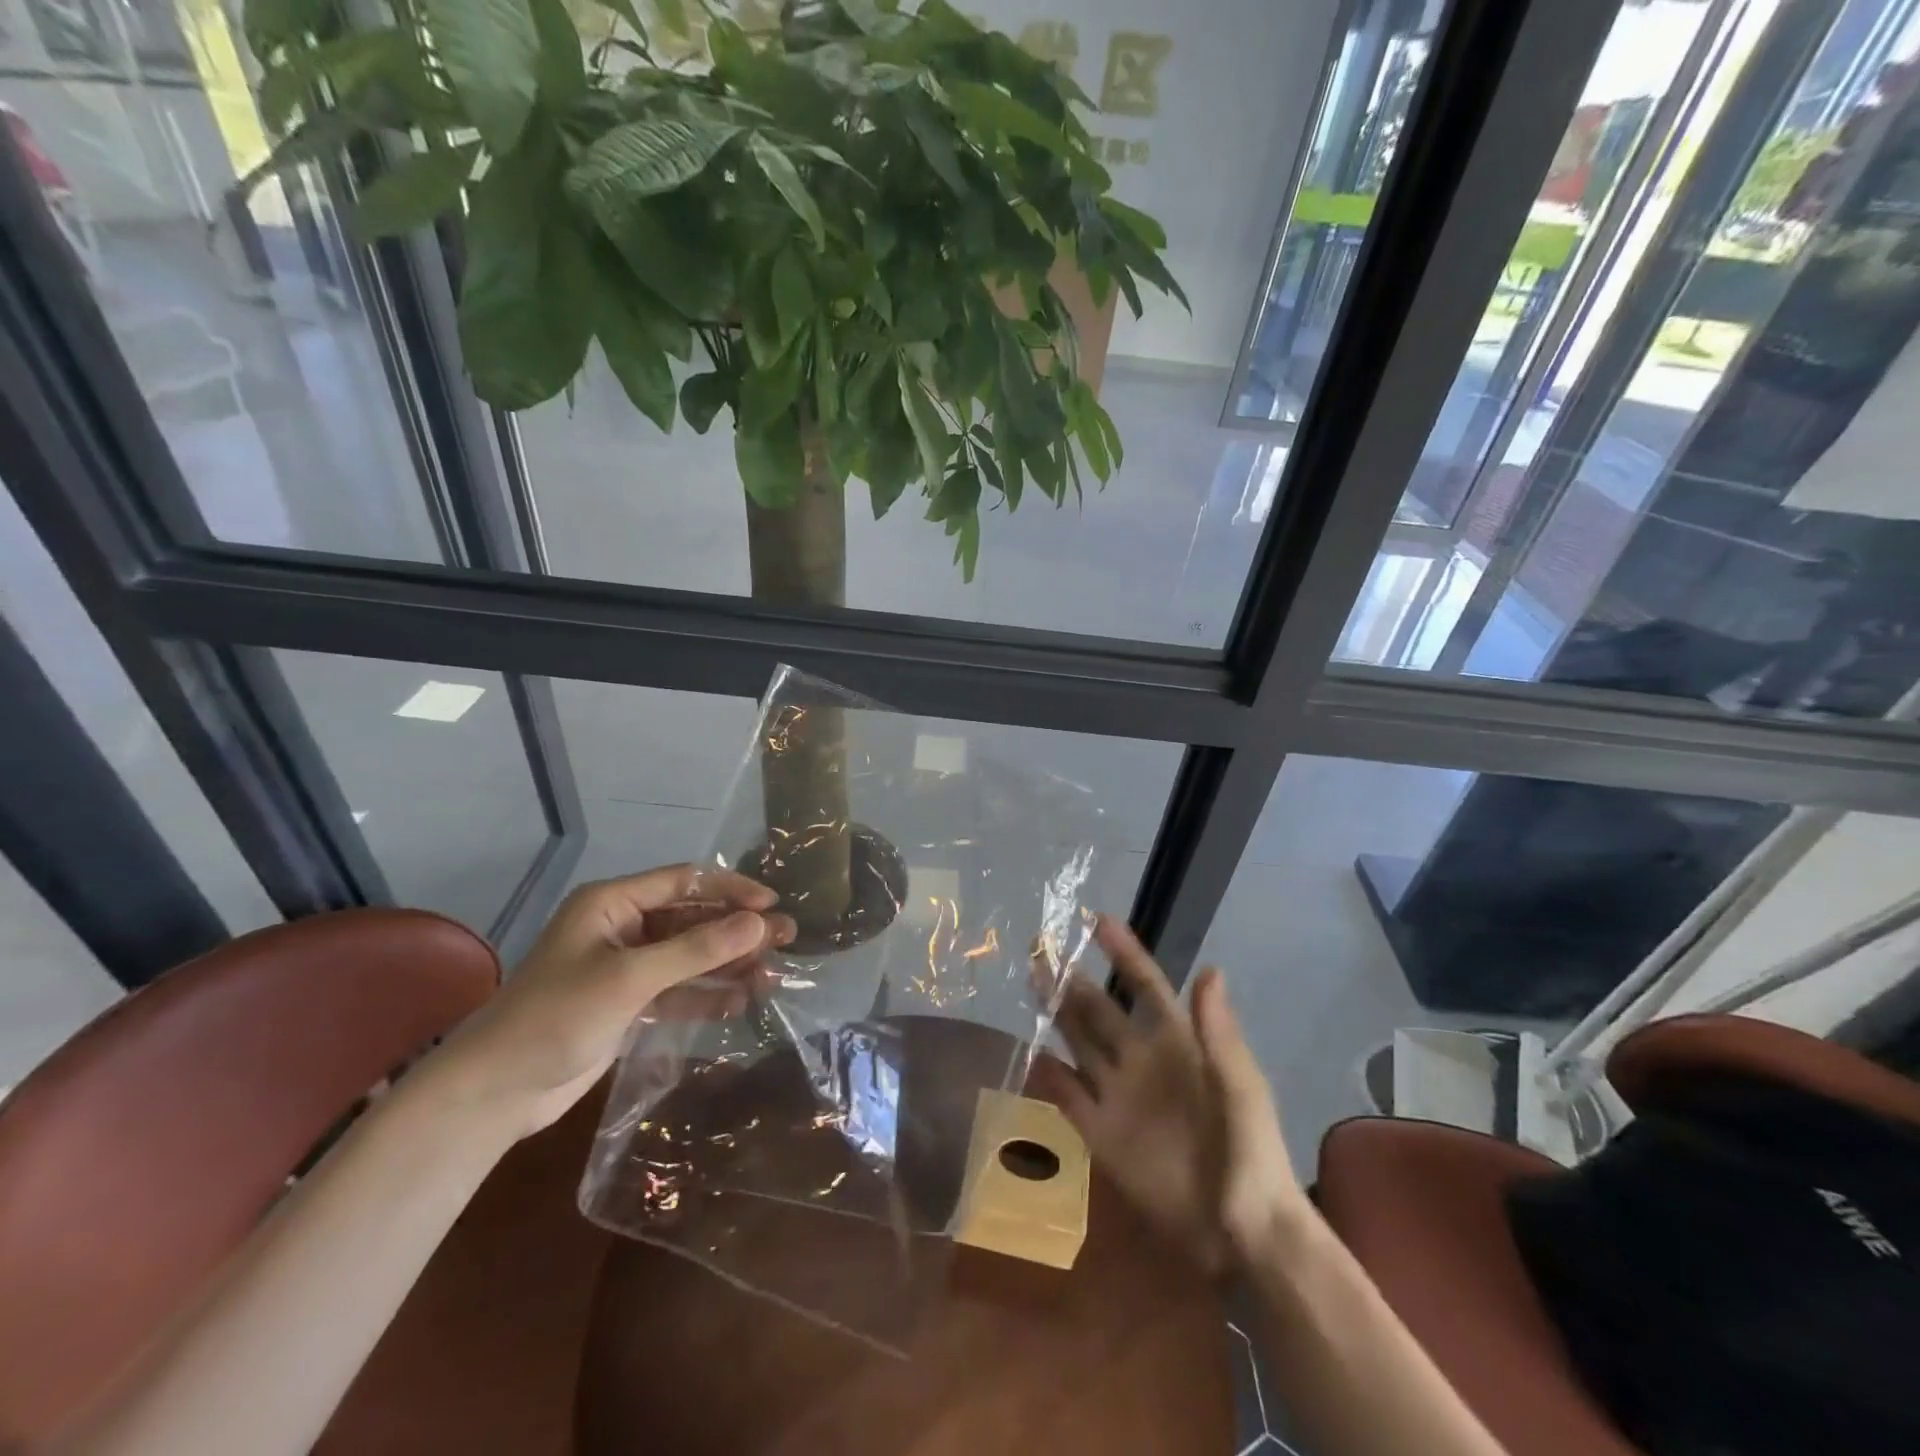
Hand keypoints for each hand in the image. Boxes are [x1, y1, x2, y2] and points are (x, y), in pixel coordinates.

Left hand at [431, 865, 795, 1138]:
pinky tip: (741, 1002)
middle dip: (737, 930)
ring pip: (689, 957)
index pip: (685, 882)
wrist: (494, 1093)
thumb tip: (760, 923)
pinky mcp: (628, 1005)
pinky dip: (707, 995)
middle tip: (786, 939)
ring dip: (728, 965)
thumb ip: (697, 950)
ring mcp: (626, 968)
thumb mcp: (630, 977)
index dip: (731, 890)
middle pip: (692, 920)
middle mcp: (622, 928)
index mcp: (612, 903)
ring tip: (773, 975)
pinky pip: (678, 991)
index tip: (773, 904)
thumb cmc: (556, 1017)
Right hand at [1029, 916, 1306, 1275]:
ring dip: (1055, 1014)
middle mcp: (1143, 1062)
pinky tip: (1027, 1054)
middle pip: (1101, 1011)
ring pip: (1079, 1044)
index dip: (1124, 954)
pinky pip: (1068, 1097)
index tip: (1098, 921)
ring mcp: (1119, 1097)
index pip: (1146, 987)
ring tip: (1031, 982)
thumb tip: (1208, 968)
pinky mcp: (1101, 1135)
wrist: (1243, 1235)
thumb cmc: (1252, 1154)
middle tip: (1041, 949)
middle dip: (1072, 979)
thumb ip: (1219, 1033)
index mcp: (1179, 1045)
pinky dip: (1048, 1076)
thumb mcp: (1242, 1088)